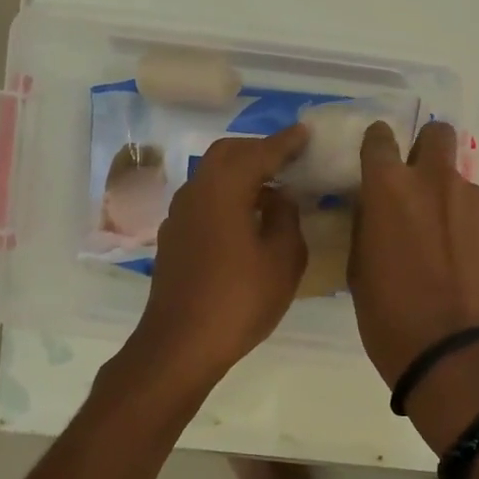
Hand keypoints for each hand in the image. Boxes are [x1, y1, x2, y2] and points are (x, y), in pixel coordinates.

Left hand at [130, 125, 309, 386]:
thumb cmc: (240, 300)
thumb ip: (286, 218)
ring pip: (211, 175)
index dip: (285, 142)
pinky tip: (244, 217)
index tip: (305, 133)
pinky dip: (226, 194)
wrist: (181, 345)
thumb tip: (279, 197)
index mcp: (224, 190)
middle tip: (288, 157)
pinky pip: (203, 199)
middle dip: (258, 149)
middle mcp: (196, 192)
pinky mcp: (174, 238)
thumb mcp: (283, 260)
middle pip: (226, 153)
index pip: (259, 153)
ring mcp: (179, 215)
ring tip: (270, 187)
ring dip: (240, 172)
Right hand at [350, 121, 478, 450]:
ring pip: (460, 182)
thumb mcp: (359, 268)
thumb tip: (377, 208)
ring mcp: (475, 202)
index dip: (377, 144)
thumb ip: (369, 224)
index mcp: (389, 188)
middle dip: (426, 148)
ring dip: (449, 200)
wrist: (456, 354)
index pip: (380, 138)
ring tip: (445, 246)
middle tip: (418, 184)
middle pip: (437, 134)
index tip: (377, 158)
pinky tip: (466, 264)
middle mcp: (435, 182)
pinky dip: (471, 229)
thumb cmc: (390, 317)